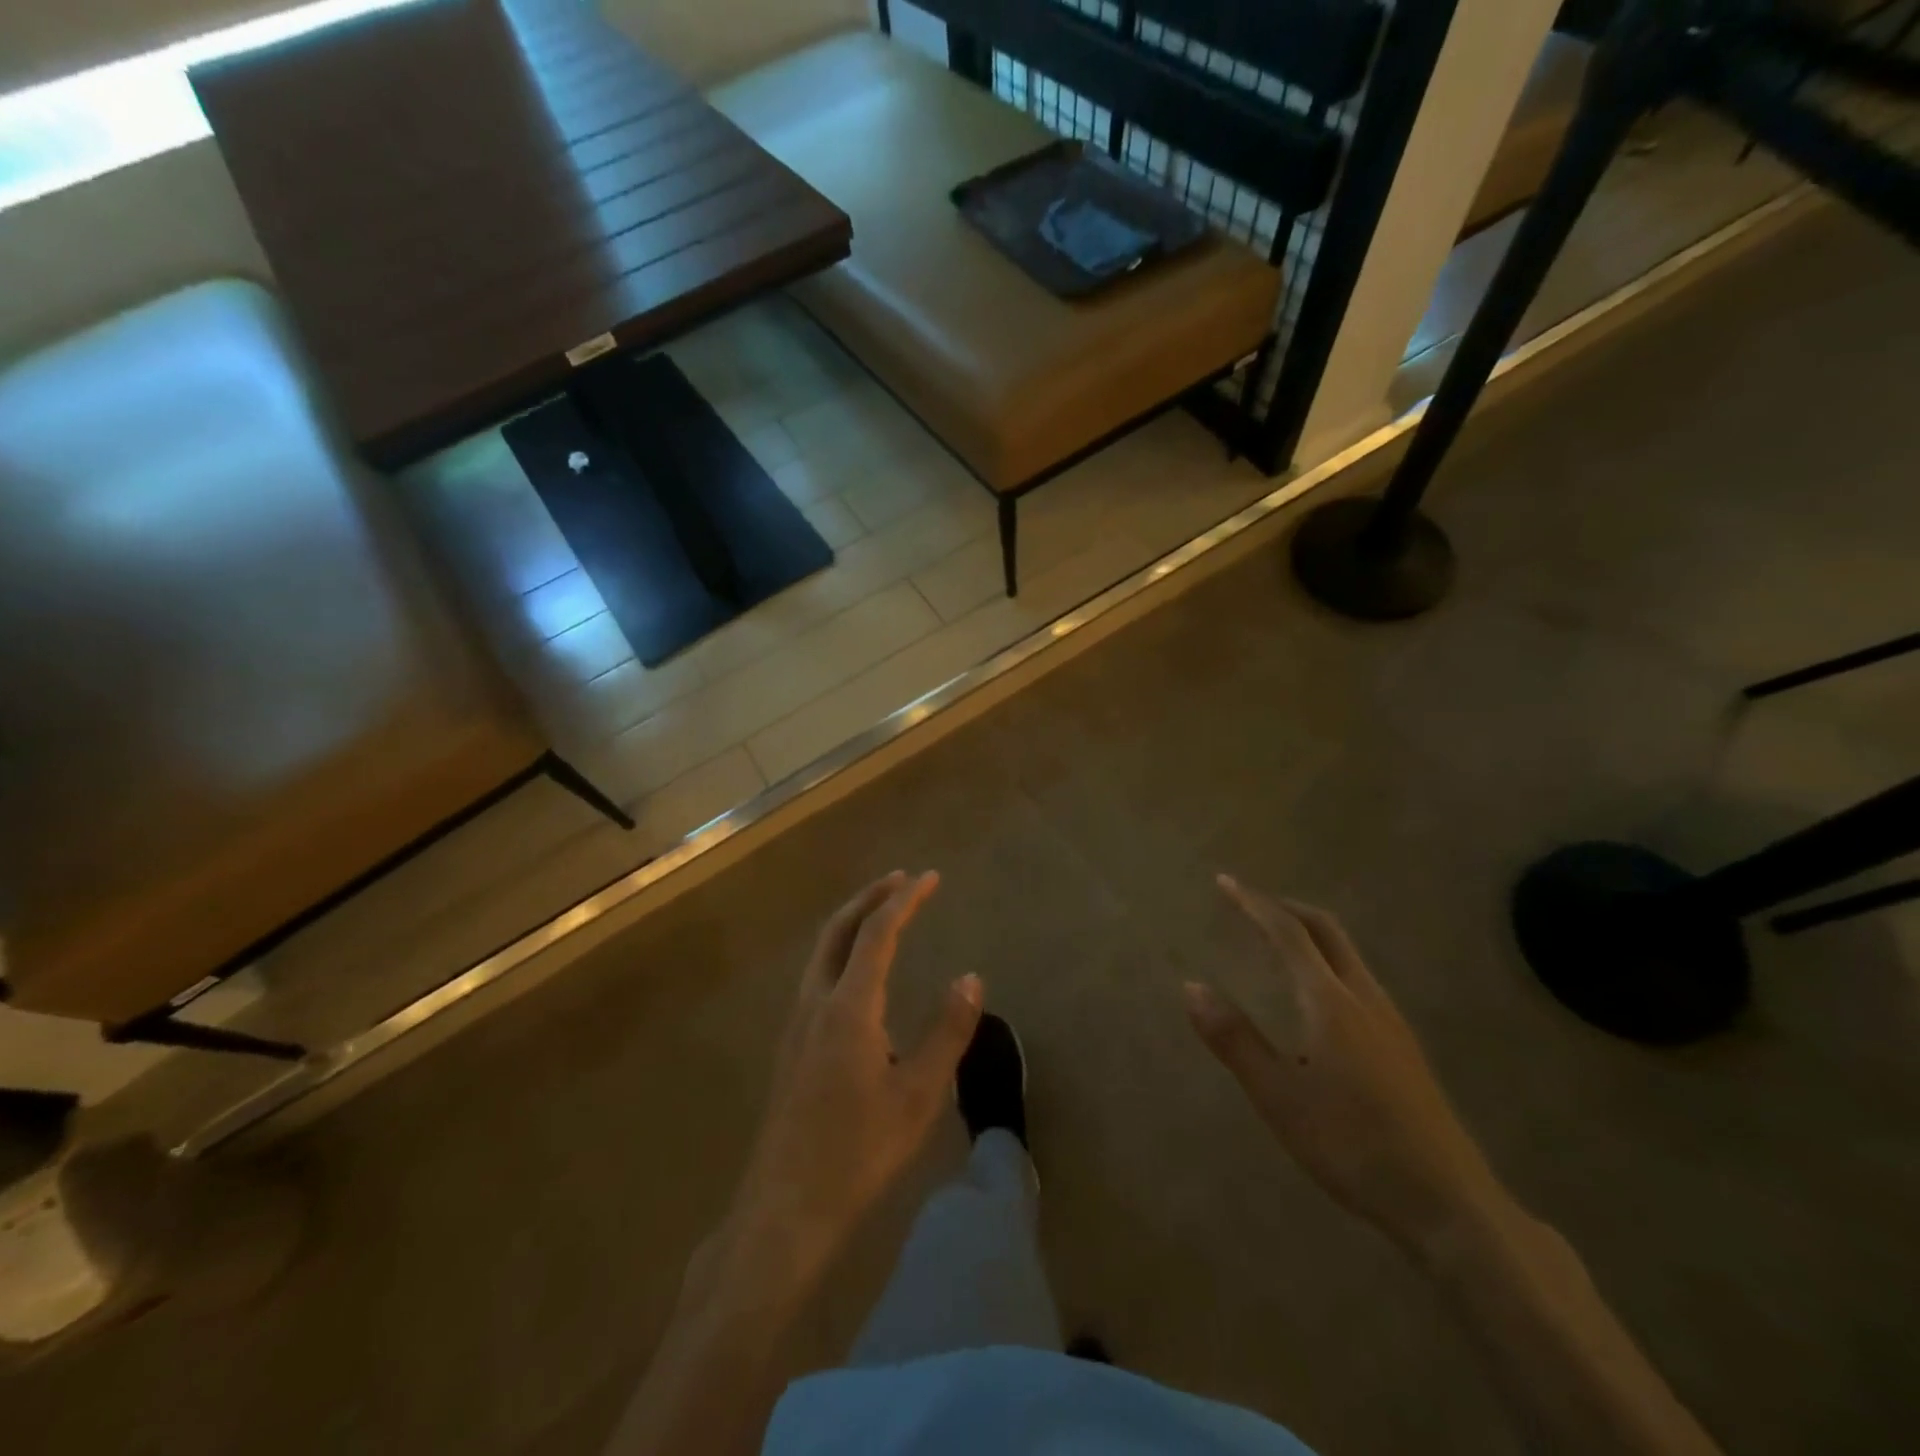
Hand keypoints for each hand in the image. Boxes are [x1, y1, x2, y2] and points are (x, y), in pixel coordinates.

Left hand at [727, 871, 982, 1276]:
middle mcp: (816, 1002)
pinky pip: (817, 975)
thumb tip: (970, 977)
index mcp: (848, 1006)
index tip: (930, 877)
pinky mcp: (791, 1045)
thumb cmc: (858, 1152)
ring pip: (822, 952)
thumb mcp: (918, 1094)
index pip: (877, 933)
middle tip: (902, 880)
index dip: (904, 900)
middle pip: (838, 930)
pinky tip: (858, 975)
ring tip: (882, 914)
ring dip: (852, 922)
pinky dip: (841, 951)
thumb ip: (947, 1031)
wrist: (785, 1207)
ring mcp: (796, 1023)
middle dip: (870, 897)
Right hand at [1186, 876, 1507, 1254]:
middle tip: (1250, 904)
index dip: (1253, 904)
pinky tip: (1315, 995)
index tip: (1225, 883)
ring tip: (1276, 940)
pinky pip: (1357, 978)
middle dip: (1286, 908)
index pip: (1288, 933)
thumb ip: (1234, 1039)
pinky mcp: (1403, 1046)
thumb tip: (1192, 987)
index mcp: (1330, 1001)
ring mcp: (1390, 1021)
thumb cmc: (1352, 1145)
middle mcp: (1363, 998)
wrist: (1448, 1203)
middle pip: (1326, 930)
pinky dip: (1326, 960)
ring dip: (1309, 933)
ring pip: (1347, 953)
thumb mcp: (1278, 1096)